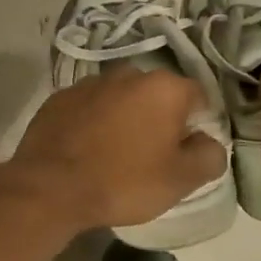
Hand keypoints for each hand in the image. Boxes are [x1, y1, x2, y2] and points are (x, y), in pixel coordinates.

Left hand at [5, 66, 226, 230]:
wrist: (50, 187)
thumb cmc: (124, 181)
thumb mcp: (180, 180)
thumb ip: (209, 156)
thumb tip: (210, 143)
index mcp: (164, 87)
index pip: (198, 96)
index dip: (199, 123)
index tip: (188, 150)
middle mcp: (128, 74)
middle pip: (157, 95)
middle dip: (160, 119)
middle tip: (153, 154)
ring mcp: (89, 83)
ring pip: (120, 99)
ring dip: (124, 118)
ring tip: (116, 153)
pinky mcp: (58, 98)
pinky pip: (88, 108)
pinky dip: (93, 122)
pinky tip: (87, 150)